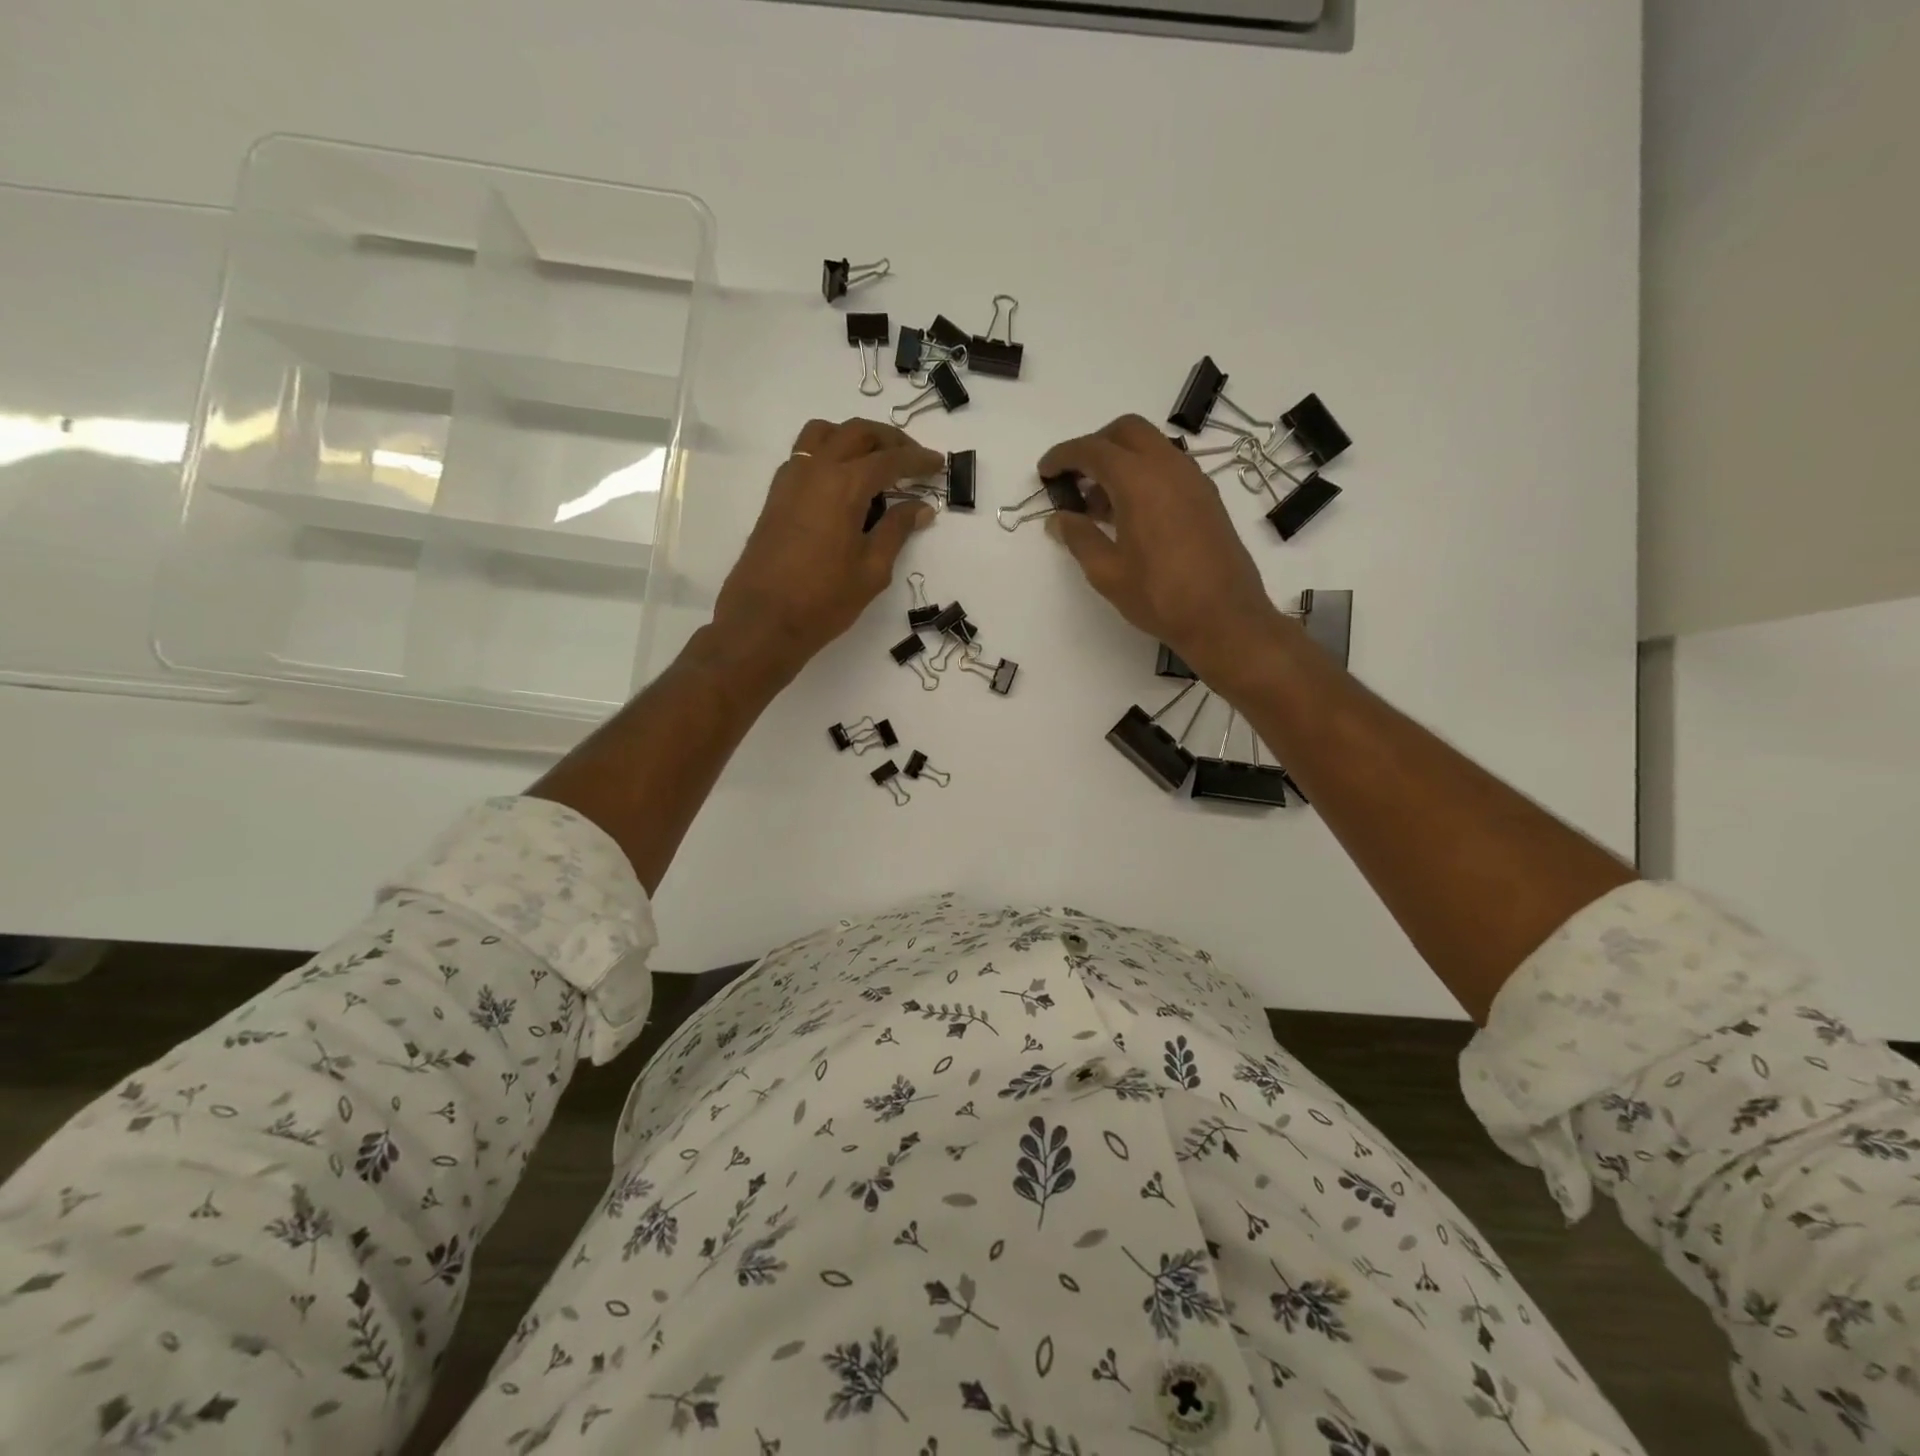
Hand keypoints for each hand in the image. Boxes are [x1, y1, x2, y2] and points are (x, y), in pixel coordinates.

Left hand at [712, 418, 940, 679]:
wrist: (763, 621)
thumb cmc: (824, 600)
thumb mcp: (872, 570)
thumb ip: (897, 530)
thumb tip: (921, 508)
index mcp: (844, 486)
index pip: (889, 460)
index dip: (917, 460)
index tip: (938, 464)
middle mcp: (815, 470)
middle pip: (856, 433)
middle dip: (889, 439)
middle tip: (912, 458)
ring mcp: (790, 479)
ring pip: (824, 434)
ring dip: (854, 437)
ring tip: (875, 460)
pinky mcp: (776, 495)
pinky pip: (805, 454)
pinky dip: (829, 452)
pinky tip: (843, 481)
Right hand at [1038, 415, 1287, 688]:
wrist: (1225, 618)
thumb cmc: (1159, 596)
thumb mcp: (1107, 572)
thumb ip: (1079, 537)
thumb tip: (1059, 519)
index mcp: (1139, 480)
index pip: (1093, 450)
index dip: (1063, 456)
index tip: (1045, 472)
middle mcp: (1169, 467)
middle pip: (1126, 432)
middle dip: (1095, 445)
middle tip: (1074, 478)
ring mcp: (1193, 480)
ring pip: (1151, 447)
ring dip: (1121, 461)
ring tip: (1098, 504)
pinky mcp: (1207, 497)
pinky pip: (1168, 468)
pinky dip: (1143, 475)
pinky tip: (1130, 515)